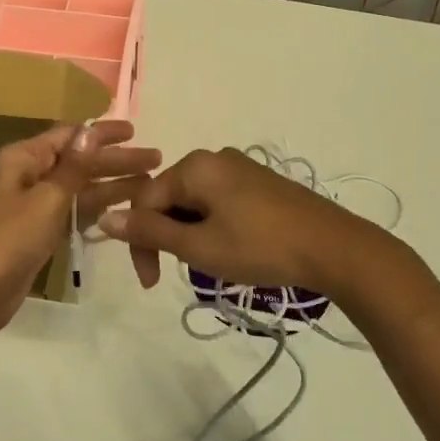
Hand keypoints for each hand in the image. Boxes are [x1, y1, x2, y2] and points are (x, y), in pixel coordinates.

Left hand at [0, 121, 160, 338]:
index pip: (70, 135)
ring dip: (112, 183)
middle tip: (156, 159)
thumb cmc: (8, 240)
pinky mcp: (39, 230)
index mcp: (24, 158)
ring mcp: (34, 203)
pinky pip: (73, 209)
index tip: (135, 131)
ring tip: (150, 183)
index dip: (102, 133)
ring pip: (80, 186)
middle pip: (79, 160)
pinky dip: (97, 206)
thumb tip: (90, 130)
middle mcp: (29, 174)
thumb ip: (73, 167)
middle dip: (116, 160)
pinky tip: (124, 207)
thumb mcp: (46, 200)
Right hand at [98, 148, 406, 296]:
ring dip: (189, 234)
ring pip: (194, 202)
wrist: (334, 248)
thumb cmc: (261, 246)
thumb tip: (105, 218)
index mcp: (194, 166)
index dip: (140, 241)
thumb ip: (150, 232)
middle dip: (166, 237)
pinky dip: (211, 226)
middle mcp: (214, 158)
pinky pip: (218, 201)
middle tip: (176, 274)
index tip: (151, 282)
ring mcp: (240, 168)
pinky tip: (229, 249)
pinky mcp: (260, 183)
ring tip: (207, 265)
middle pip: (169, 197)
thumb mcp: (199, 246)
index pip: (145, 200)